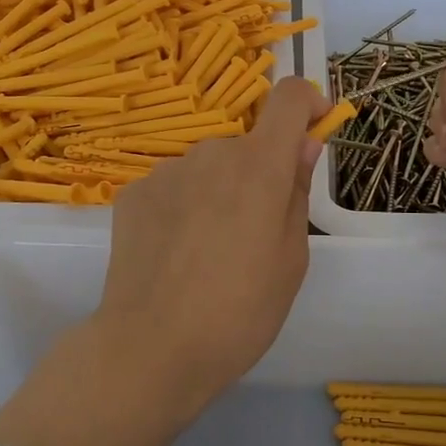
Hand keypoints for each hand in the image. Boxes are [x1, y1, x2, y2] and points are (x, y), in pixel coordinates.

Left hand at [0, 77, 329, 445]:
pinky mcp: (133, 192)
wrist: (151, 348)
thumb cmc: (240, 312)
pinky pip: (173, 186)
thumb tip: (303, 146)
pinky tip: (174, 254)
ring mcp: (167, 171)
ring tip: (209, 251)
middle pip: (246, 144)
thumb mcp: (291, 259)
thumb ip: (296, 191)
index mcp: (259, 166)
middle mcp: (211, 153)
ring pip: (207, 167)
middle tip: (254, 231)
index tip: (312, 129)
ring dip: (218, 191)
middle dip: (258, 173)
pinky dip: (183, 206)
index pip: (287, 97)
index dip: (306, 102)